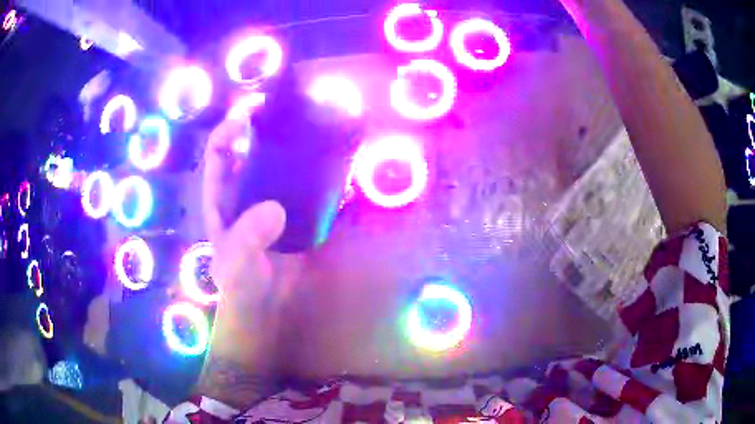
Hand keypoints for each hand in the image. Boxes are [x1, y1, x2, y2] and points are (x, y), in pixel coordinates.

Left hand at [197, 116, 298, 406]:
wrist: (265, 308)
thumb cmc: (241, 286)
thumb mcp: (237, 263)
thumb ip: (248, 237)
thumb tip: (274, 208)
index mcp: (220, 198)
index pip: (218, 153)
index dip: (229, 128)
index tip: (250, 111)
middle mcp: (242, 192)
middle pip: (248, 149)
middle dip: (262, 126)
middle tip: (287, 107)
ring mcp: (267, 201)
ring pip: (275, 163)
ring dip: (289, 144)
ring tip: (312, 126)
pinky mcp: (291, 212)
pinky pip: (300, 184)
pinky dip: (312, 171)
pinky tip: (330, 162)